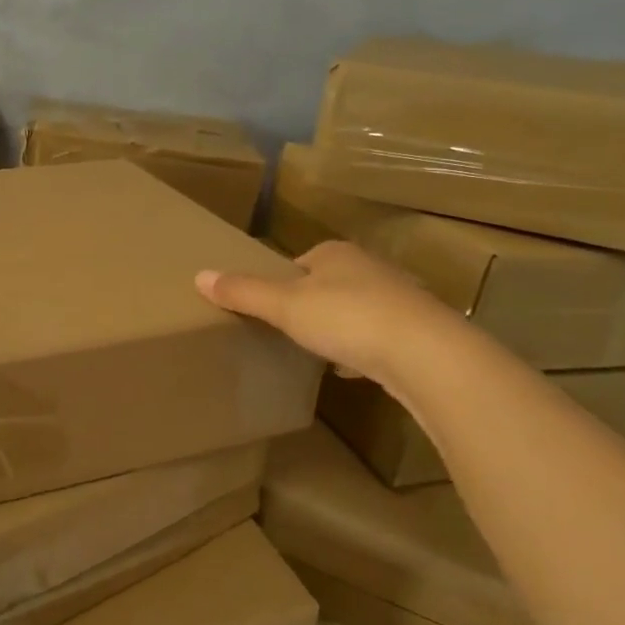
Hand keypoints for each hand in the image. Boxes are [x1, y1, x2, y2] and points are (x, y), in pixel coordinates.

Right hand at [195, 241, 460, 386]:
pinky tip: (352, 371)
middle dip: (311, 307)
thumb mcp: (284, 305)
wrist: (426, 354)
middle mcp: (370, 269)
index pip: (299, 263)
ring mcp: (399, 301)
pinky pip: (379, 338)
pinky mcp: (418, 333)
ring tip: (318, 353)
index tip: (268, 308)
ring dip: (338, 330)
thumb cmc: (347, 318)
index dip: (281, 283)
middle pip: (329, 285)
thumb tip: (199, 276)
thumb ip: (243, 292)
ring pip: (356, 312)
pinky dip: (363, 352)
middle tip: (288, 332)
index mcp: (336, 254)